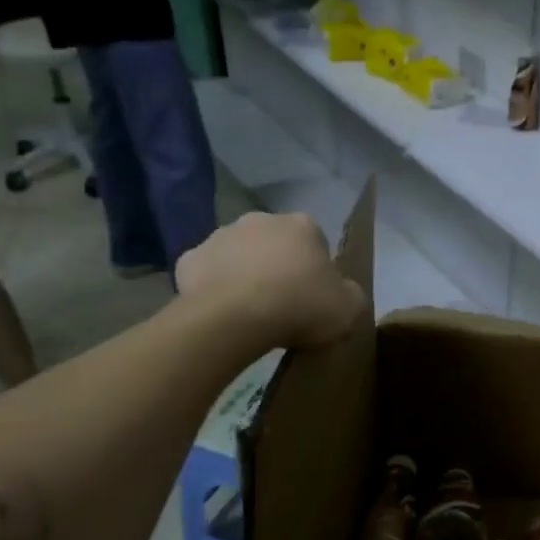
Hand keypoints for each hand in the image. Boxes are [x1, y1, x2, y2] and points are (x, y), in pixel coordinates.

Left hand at [174, 212, 365, 350]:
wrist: (234, 319)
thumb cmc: (300, 306)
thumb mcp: (349, 308)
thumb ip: (351, 294)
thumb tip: (343, 292)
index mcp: (302, 225)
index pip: (315, 242)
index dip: (316, 270)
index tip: (314, 297)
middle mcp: (260, 220)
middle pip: (274, 243)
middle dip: (278, 266)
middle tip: (283, 303)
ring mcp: (220, 236)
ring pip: (238, 255)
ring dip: (245, 273)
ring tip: (250, 311)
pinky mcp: (189, 259)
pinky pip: (207, 273)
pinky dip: (213, 287)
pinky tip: (221, 311)